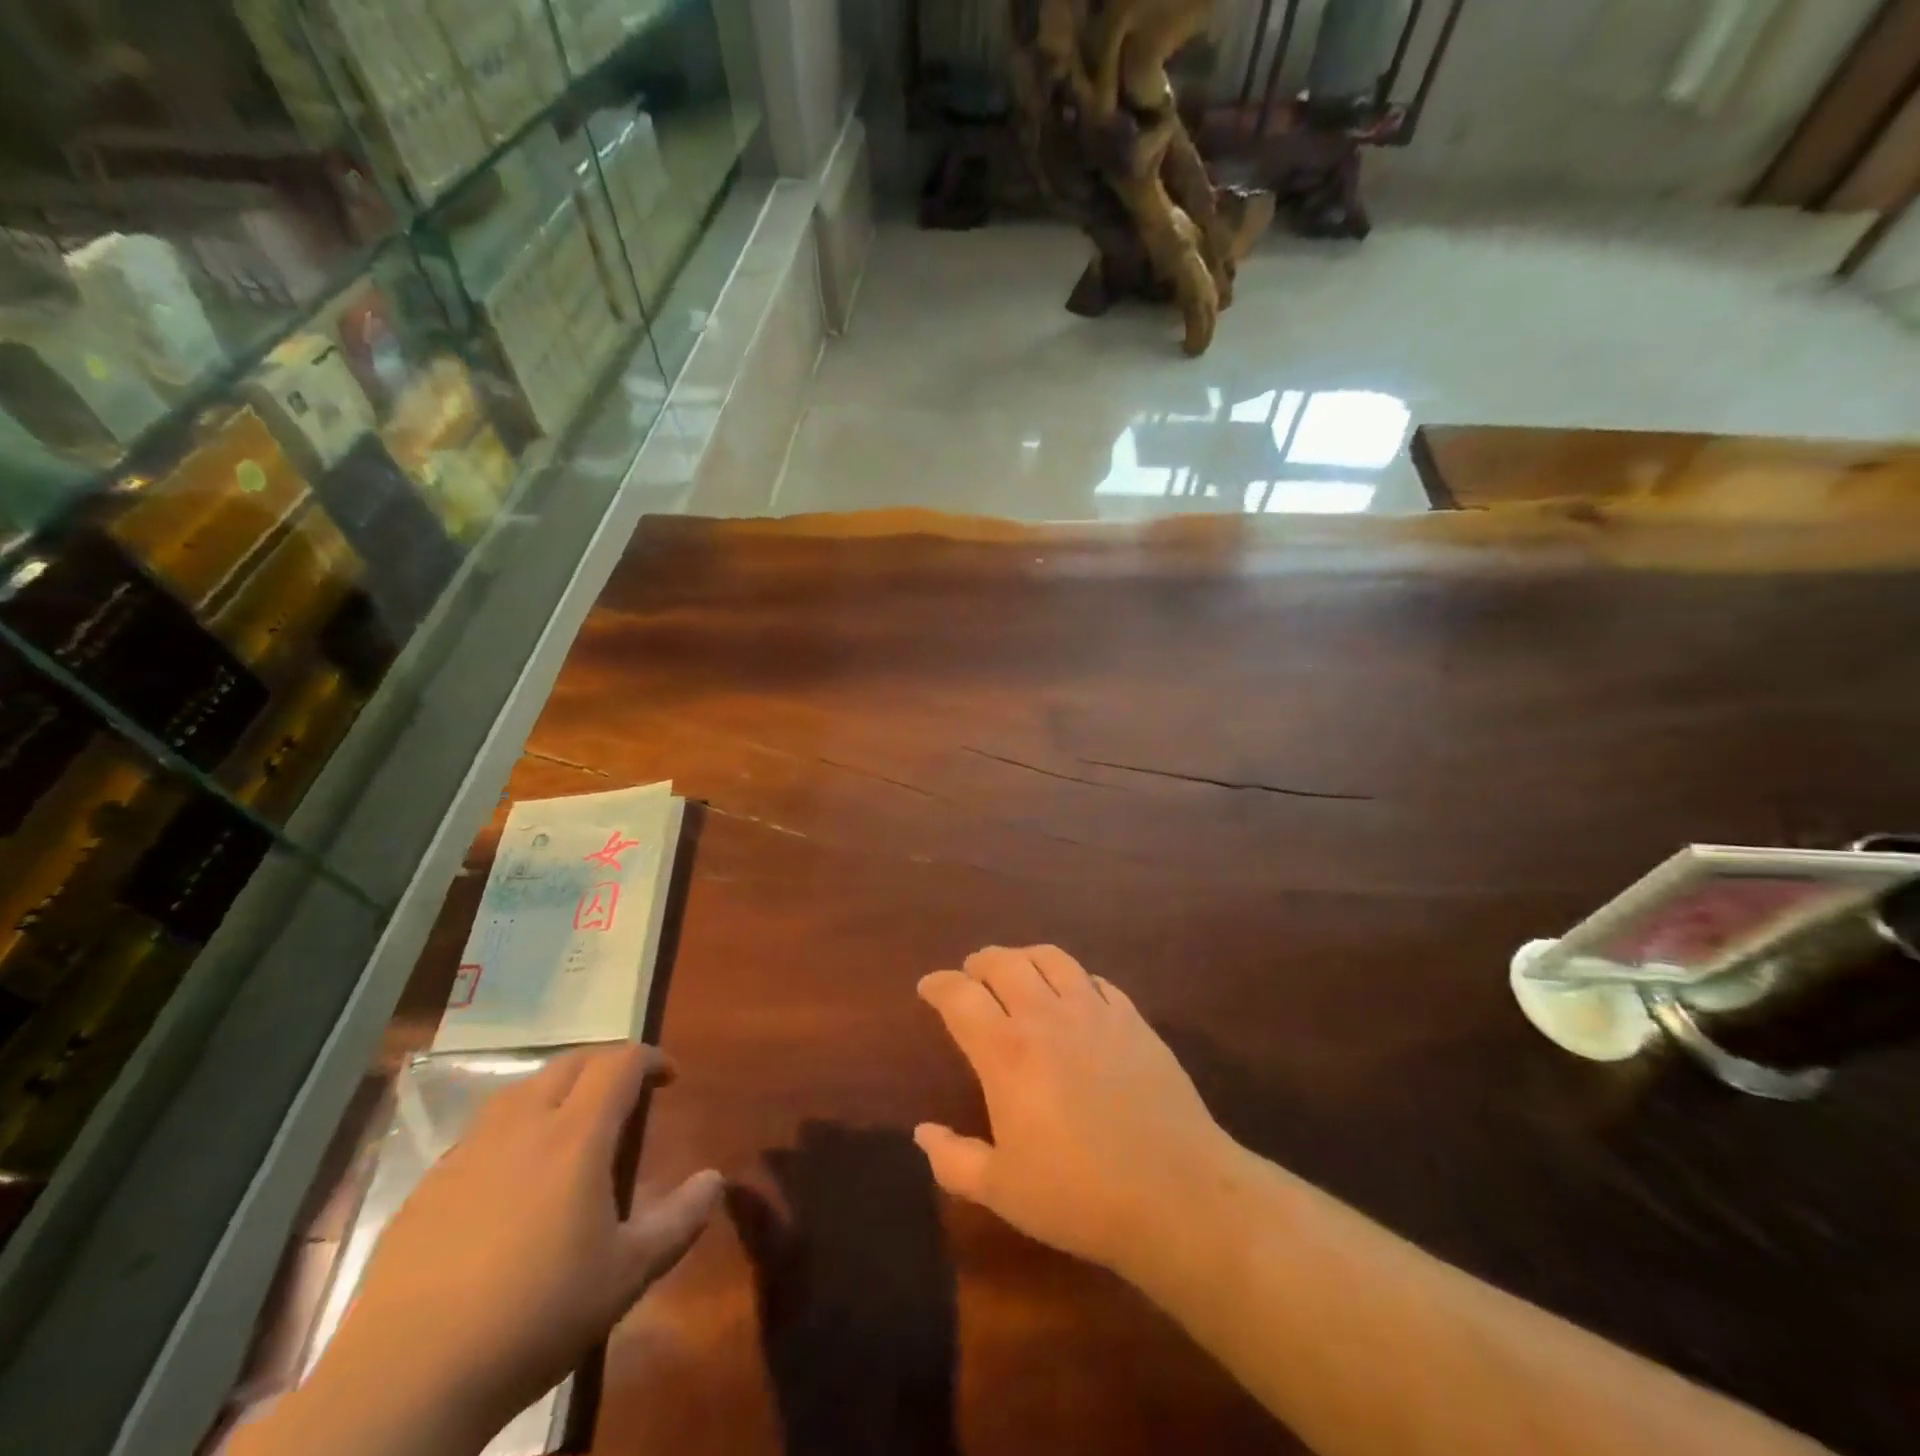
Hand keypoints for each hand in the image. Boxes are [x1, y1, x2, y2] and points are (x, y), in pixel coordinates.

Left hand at [283, 1045, 720, 1455]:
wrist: (405, 1382)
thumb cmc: (534, 1316)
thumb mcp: (626, 1274)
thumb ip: (679, 1221)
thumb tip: (715, 1179)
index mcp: (575, 1135)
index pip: (619, 1063)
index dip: (649, 1057)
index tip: (668, 1076)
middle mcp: (522, 1125)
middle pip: (570, 1062)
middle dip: (606, 1063)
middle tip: (627, 1091)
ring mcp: (468, 1152)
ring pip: (521, 1089)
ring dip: (558, 1088)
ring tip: (573, 1121)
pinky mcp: (427, 1186)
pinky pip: (483, 1130)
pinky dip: (514, 1126)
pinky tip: (513, 1173)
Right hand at [914, 947, 1239, 1277]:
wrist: (1175, 1193)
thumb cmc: (1078, 1196)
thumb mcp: (1002, 1191)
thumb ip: (953, 1160)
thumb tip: (922, 1132)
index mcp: (1006, 1052)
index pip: (960, 997)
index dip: (938, 985)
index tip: (928, 987)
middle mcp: (1046, 1016)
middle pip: (1004, 963)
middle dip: (980, 963)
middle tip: (971, 974)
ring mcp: (1094, 1011)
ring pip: (1051, 958)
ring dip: (1025, 957)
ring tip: (1017, 969)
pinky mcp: (1132, 1019)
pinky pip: (1096, 980)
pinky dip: (1074, 978)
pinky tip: (1074, 994)